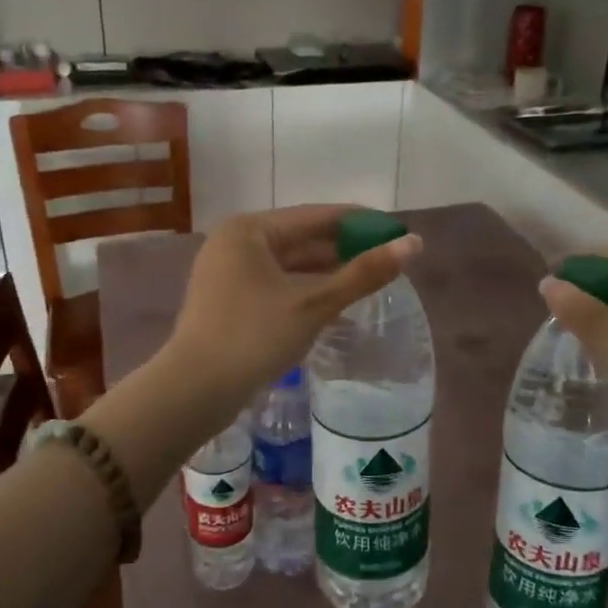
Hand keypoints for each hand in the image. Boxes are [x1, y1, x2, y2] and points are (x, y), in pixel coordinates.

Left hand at [166, 205, 421, 404]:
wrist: (194, 391)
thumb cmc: (253, 337)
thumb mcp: (314, 304)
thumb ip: (364, 273)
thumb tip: (414, 244)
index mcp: (249, 230)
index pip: (316, 216)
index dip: (360, 222)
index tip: (398, 230)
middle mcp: (234, 243)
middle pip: (301, 238)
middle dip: (344, 249)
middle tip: (390, 258)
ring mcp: (227, 273)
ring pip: (289, 265)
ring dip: (326, 271)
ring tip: (370, 279)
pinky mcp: (227, 301)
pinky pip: (276, 285)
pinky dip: (305, 289)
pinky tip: (334, 301)